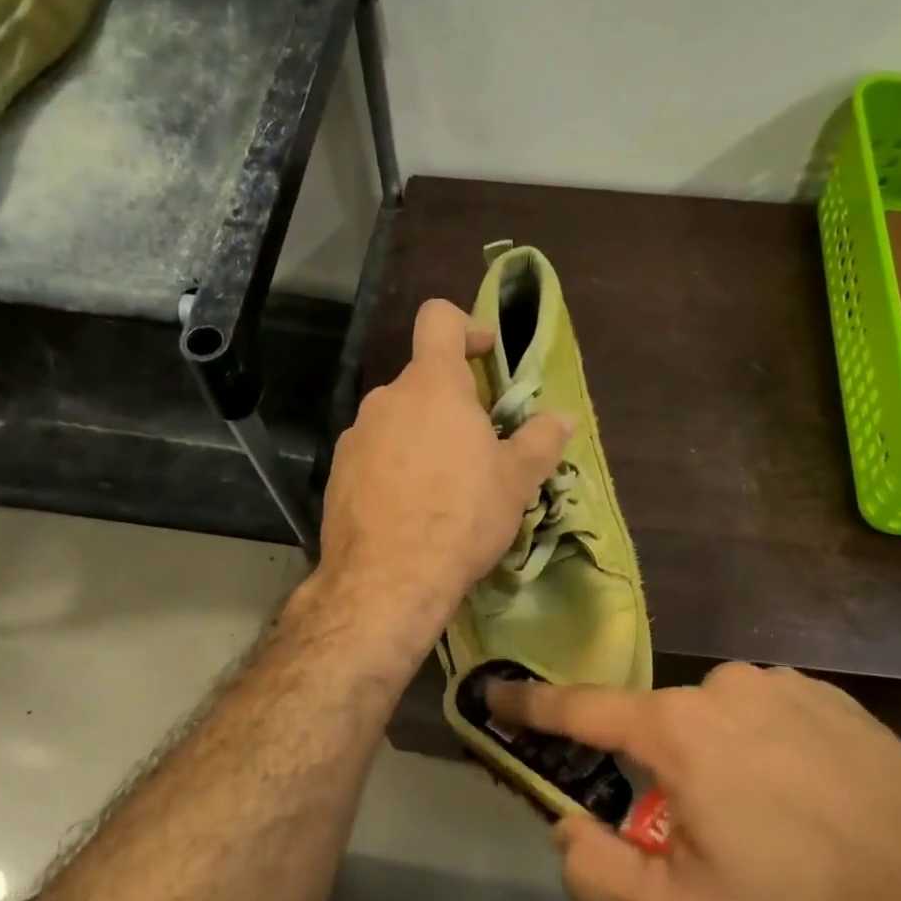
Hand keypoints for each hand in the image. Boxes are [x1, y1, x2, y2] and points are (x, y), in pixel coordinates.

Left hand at [320, 300, 571, 644]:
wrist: (387, 580)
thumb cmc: (462, 517)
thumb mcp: (515, 481)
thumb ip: (540, 441)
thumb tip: (563, 418)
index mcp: (432, 387)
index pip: (439, 320)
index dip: (466, 326)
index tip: (487, 356)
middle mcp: (386, 401)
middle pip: (423, 382)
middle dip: (453, 404)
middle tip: (481, 447)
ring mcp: (356, 438)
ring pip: (398, 422)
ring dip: (424, 439)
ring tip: (447, 488)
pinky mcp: (338, 475)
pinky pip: (375, 456)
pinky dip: (396, 468)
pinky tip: (412, 510)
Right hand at [487, 663, 900, 900]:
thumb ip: (596, 871)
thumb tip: (569, 824)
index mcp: (678, 730)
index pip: (581, 709)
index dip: (532, 704)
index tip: (496, 692)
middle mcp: (723, 686)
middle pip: (658, 726)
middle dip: (659, 776)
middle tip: (703, 841)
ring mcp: (782, 683)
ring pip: (713, 721)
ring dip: (715, 764)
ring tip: (769, 827)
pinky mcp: (830, 695)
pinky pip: (765, 715)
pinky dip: (762, 750)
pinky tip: (808, 801)